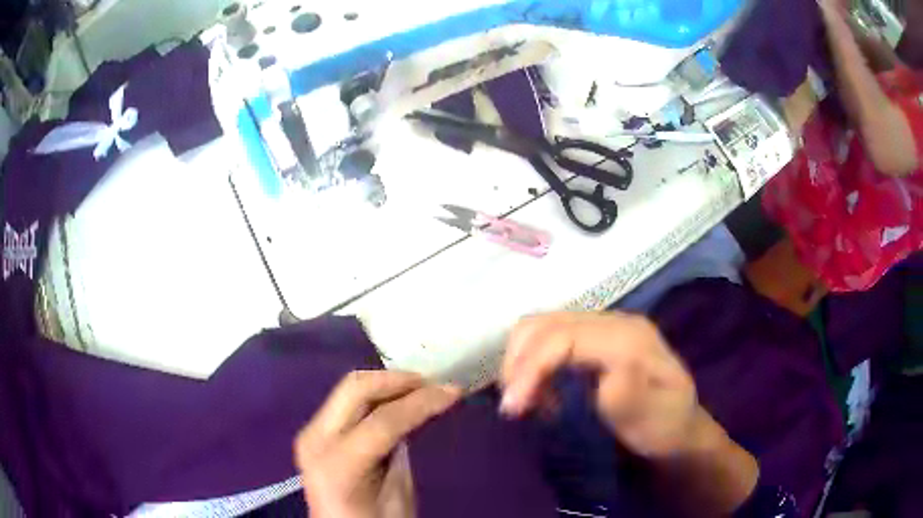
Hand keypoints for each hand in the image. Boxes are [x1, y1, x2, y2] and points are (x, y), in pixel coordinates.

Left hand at [295, 371, 461, 517]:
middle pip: (356, 388)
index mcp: (338, 464)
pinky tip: (397, 401)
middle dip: (399, 380)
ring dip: (387, 384)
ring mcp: (311, 433)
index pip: (383, 420)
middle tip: (434, 384)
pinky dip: (374, 396)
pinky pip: (346, 402)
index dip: (422, 401)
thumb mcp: (398, 495)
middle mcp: (316, 439)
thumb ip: (402, 453)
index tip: (453, 391)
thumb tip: (418, 415)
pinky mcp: (314, 432)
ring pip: (350, 389)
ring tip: (421, 390)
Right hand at [500, 312, 707, 458]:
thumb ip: (633, 397)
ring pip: (541, 326)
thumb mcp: (655, 420)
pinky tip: (540, 392)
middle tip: (514, 406)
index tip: (514, 408)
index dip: (532, 366)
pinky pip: (546, 338)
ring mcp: (601, 327)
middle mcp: (613, 322)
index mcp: (629, 337)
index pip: (566, 336)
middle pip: (546, 323)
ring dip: (522, 361)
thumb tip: (606, 375)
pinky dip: (531, 363)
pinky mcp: (591, 338)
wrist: (677, 425)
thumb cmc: (665, 427)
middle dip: (519, 363)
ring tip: (525, 400)